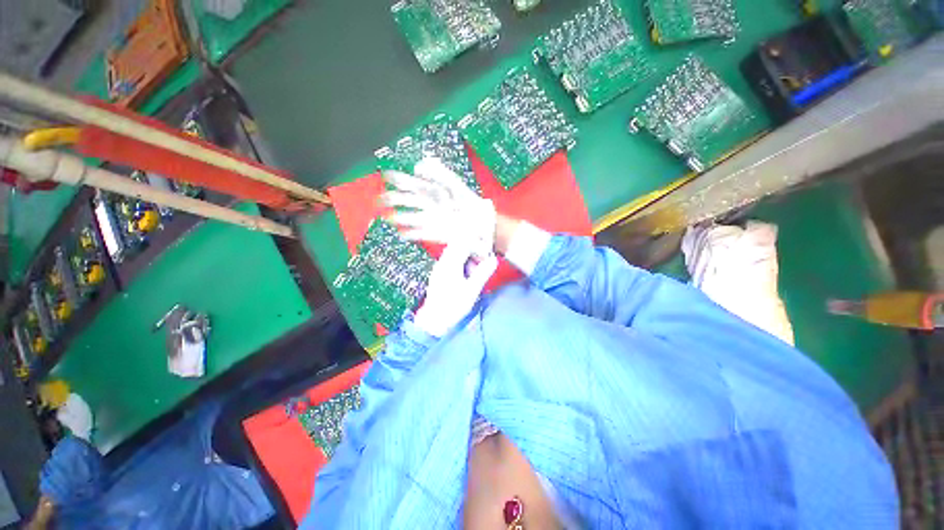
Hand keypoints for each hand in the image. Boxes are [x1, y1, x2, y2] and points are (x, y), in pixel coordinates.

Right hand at [382, 157, 496, 257]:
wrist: (482, 224)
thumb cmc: (469, 203)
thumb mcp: (455, 185)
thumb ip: (438, 173)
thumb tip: (418, 165)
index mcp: (435, 190)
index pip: (413, 182)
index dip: (399, 179)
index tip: (385, 176)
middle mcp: (431, 204)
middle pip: (408, 200)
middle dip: (393, 199)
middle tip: (379, 200)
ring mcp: (433, 219)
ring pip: (411, 217)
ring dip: (399, 217)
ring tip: (387, 218)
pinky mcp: (437, 233)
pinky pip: (421, 233)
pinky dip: (411, 233)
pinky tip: (401, 234)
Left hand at [414, 239, 498, 337]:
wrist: (434, 320)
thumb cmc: (453, 306)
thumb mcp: (472, 290)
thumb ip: (483, 273)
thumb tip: (493, 260)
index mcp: (451, 264)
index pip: (465, 243)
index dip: (478, 246)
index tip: (487, 257)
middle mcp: (443, 261)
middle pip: (459, 244)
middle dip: (473, 249)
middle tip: (482, 262)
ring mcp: (439, 267)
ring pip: (455, 252)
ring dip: (467, 257)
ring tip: (474, 272)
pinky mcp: (439, 273)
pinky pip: (451, 260)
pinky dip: (461, 263)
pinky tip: (466, 277)